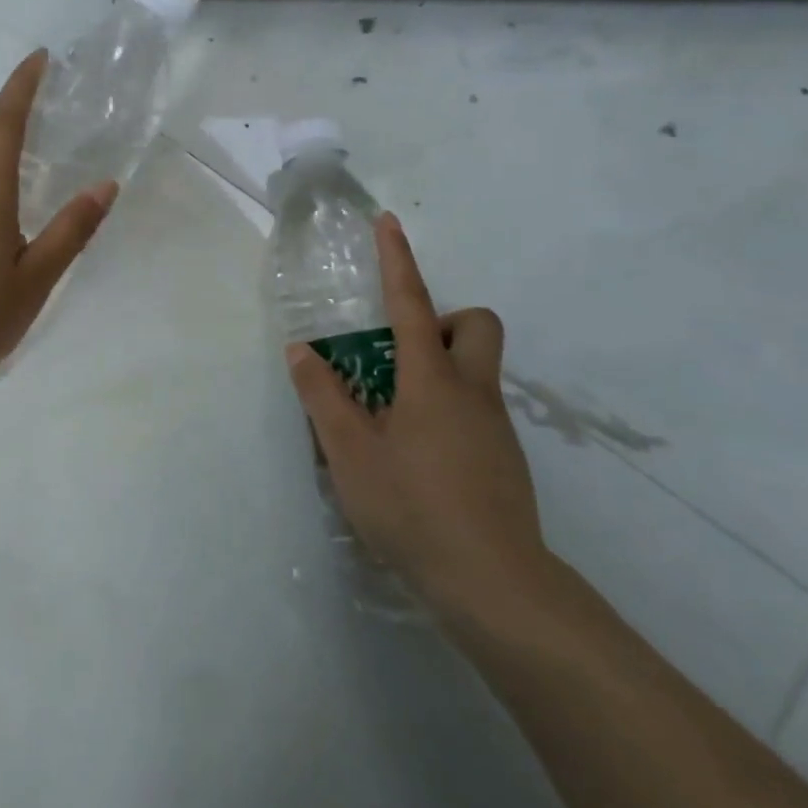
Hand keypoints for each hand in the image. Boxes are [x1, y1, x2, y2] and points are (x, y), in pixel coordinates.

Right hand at [284, 212, 550, 626]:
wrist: (495, 586)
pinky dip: (445, 411)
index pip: (412, 303)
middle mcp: (472, 392)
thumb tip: (303, 351)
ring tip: (392, 418)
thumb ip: (323, 397)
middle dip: (443, 321)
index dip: (397, 259)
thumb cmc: (413, 508)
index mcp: (432, 380)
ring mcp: (495, 427)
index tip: (389, 221)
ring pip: (476, 370)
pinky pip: (475, 410)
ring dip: (438, 370)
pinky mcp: (504, 460)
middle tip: (400, 355)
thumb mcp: (350, 453)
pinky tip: (417, 459)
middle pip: (477, 325)